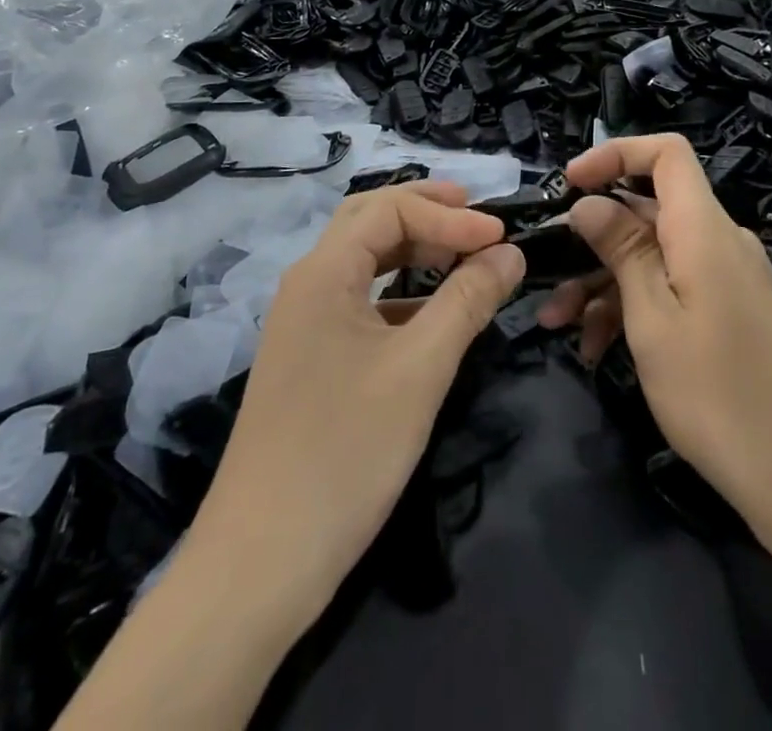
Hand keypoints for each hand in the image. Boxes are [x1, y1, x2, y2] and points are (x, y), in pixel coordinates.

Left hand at [183, 181, 523, 617]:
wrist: (261, 562)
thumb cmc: (346, 451)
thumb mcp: (421, 368)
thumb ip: (468, 300)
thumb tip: (510, 252)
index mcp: (323, 272)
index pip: (390, 209)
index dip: (450, 215)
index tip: (502, 235)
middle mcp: (307, 285)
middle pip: (369, 221)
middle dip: (426, 212)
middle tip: (479, 219)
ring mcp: (304, 323)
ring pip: (363, 261)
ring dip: (413, 249)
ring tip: (463, 255)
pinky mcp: (310, 358)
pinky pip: (360, 301)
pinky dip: (400, 291)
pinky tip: (432, 313)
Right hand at [546, 134, 771, 546]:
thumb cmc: (721, 396)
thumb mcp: (653, 320)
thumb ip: (621, 250)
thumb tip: (589, 202)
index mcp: (704, 227)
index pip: (666, 153)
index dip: (615, 154)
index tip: (568, 186)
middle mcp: (720, 241)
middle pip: (649, 210)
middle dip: (592, 239)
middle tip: (544, 278)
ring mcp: (729, 280)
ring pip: (655, 257)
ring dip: (604, 283)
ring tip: (560, 328)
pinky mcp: (733, 315)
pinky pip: (675, 290)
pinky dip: (635, 309)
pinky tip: (599, 350)